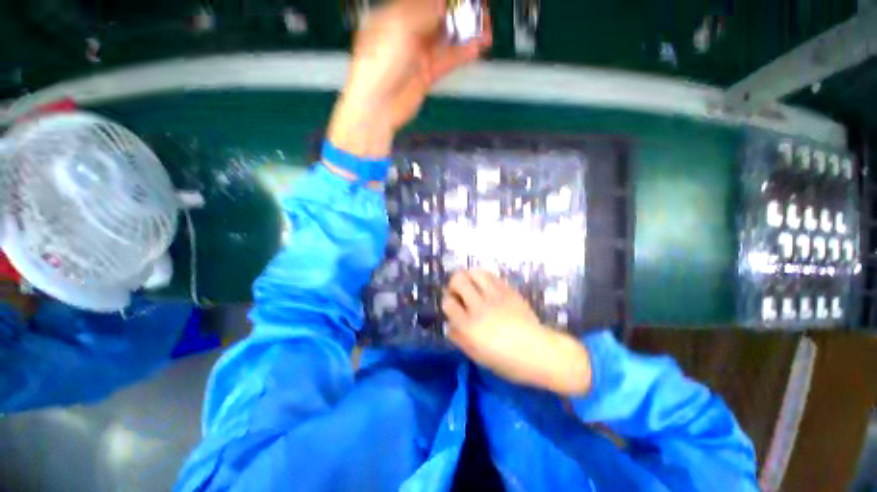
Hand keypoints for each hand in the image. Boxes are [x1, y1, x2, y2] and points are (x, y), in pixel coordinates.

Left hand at [327, 0, 491, 157]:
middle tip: (478, 12)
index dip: (445, 1)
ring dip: (465, 34)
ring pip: (445, 40)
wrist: (378, 106)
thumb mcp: (400, 28)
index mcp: (395, 16)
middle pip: (438, 18)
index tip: (463, 0)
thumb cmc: (377, 66)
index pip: (425, 2)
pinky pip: (446, 61)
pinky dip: (461, 55)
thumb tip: (442, 3)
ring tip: (484, 30)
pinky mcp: (426, 75)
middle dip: (458, 14)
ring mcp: (418, 56)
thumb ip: (423, 13)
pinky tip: (475, 48)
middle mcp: (407, 34)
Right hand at [443, 269, 591, 395]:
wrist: (539, 352)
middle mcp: (479, 306)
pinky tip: (486, 287)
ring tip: (472, 286)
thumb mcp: (476, 356)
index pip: (448, 303)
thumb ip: (459, 338)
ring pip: (474, 272)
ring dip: (468, 277)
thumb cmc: (507, 361)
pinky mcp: (507, 290)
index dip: (448, 303)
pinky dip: (483, 278)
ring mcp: (495, 296)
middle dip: (453, 285)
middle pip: (458, 280)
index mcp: (469, 327)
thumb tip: (450, 323)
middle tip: (459, 293)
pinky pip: (490, 275)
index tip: (454, 307)